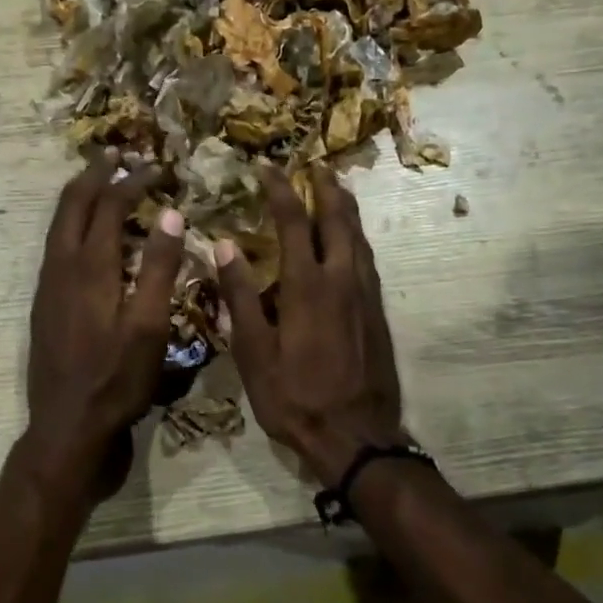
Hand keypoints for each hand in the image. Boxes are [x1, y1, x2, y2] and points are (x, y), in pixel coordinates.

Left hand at [18, 153, 183, 507]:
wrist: (67, 427)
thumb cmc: (116, 380)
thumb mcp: (149, 327)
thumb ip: (158, 269)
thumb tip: (170, 214)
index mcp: (88, 268)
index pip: (109, 206)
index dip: (134, 181)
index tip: (157, 167)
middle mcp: (60, 267)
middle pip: (72, 204)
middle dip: (94, 174)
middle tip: (116, 154)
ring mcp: (47, 286)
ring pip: (58, 225)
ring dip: (79, 196)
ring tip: (99, 181)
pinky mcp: (45, 304)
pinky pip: (56, 246)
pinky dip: (72, 224)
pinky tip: (86, 236)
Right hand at [215, 167, 405, 485]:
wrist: (356, 437)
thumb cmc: (295, 398)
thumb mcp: (254, 353)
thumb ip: (242, 296)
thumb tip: (225, 246)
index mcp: (308, 287)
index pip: (293, 222)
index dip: (280, 190)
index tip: (266, 168)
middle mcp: (342, 280)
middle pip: (338, 220)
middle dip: (325, 188)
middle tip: (313, 165)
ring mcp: (365, 296)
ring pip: (359, 238)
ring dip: (345, 209)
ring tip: (334, 190)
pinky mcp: (377, 313)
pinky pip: (367, 260)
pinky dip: (356, 237)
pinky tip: (350, 241)